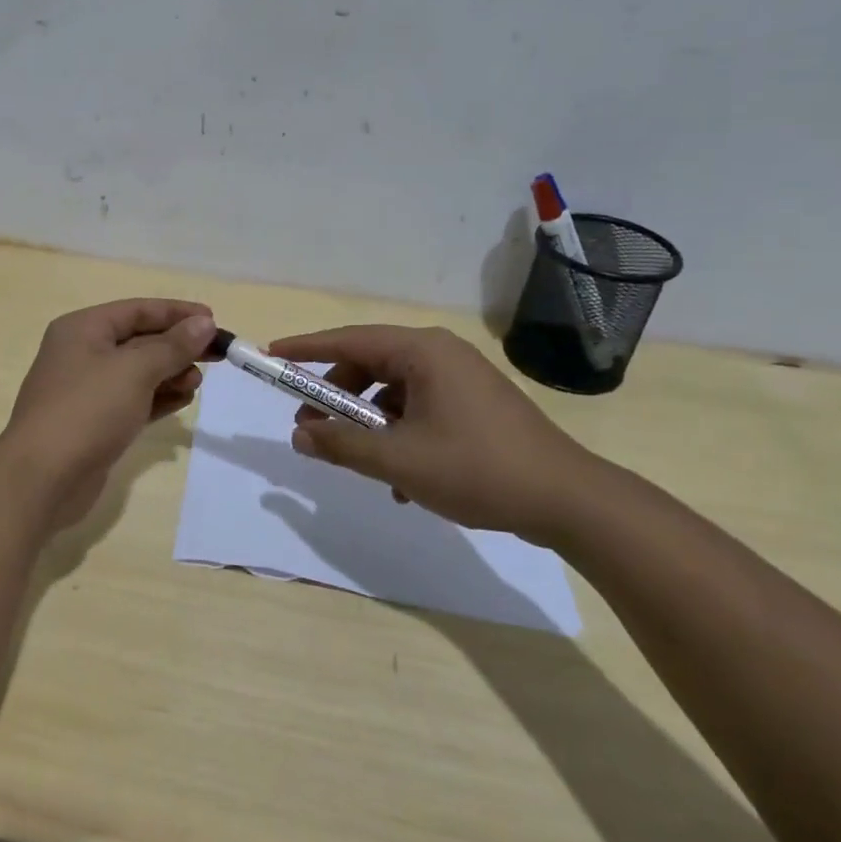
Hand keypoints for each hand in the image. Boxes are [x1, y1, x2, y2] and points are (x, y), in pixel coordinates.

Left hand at [0, 299, 216, 531]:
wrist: (43, 478)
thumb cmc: (87, 410)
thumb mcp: (134, 370)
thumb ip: (172, 346)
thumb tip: (203, 324)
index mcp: (83, 329)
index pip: (137, 310)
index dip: (176, 313)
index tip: (213, 320)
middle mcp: (82, 353)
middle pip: (139, 340)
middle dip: (177, 346)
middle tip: (217, 355)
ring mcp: (87, 390)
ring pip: (138, 373)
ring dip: (170, 374)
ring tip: (197, 383)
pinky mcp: (96, 423)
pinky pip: (134, 401)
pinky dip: (159, 398)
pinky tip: (184, 401)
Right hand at [267, 325, 608, 545]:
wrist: (568, 501)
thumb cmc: (477, 469)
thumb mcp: (399, 461)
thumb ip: (342, 446)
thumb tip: (300, 435)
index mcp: (422, 352)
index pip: (349, 340)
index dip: (306, 349)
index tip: (271, 356)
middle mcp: (440, 354)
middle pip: (369, 366)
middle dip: (335, 398)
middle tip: (310, 428)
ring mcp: (460, 379)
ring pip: (392, 393)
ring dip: (367, 425)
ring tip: (355, 463)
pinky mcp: (473, 405)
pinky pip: (417, 409)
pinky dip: (398, 436)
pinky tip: (399, 481)